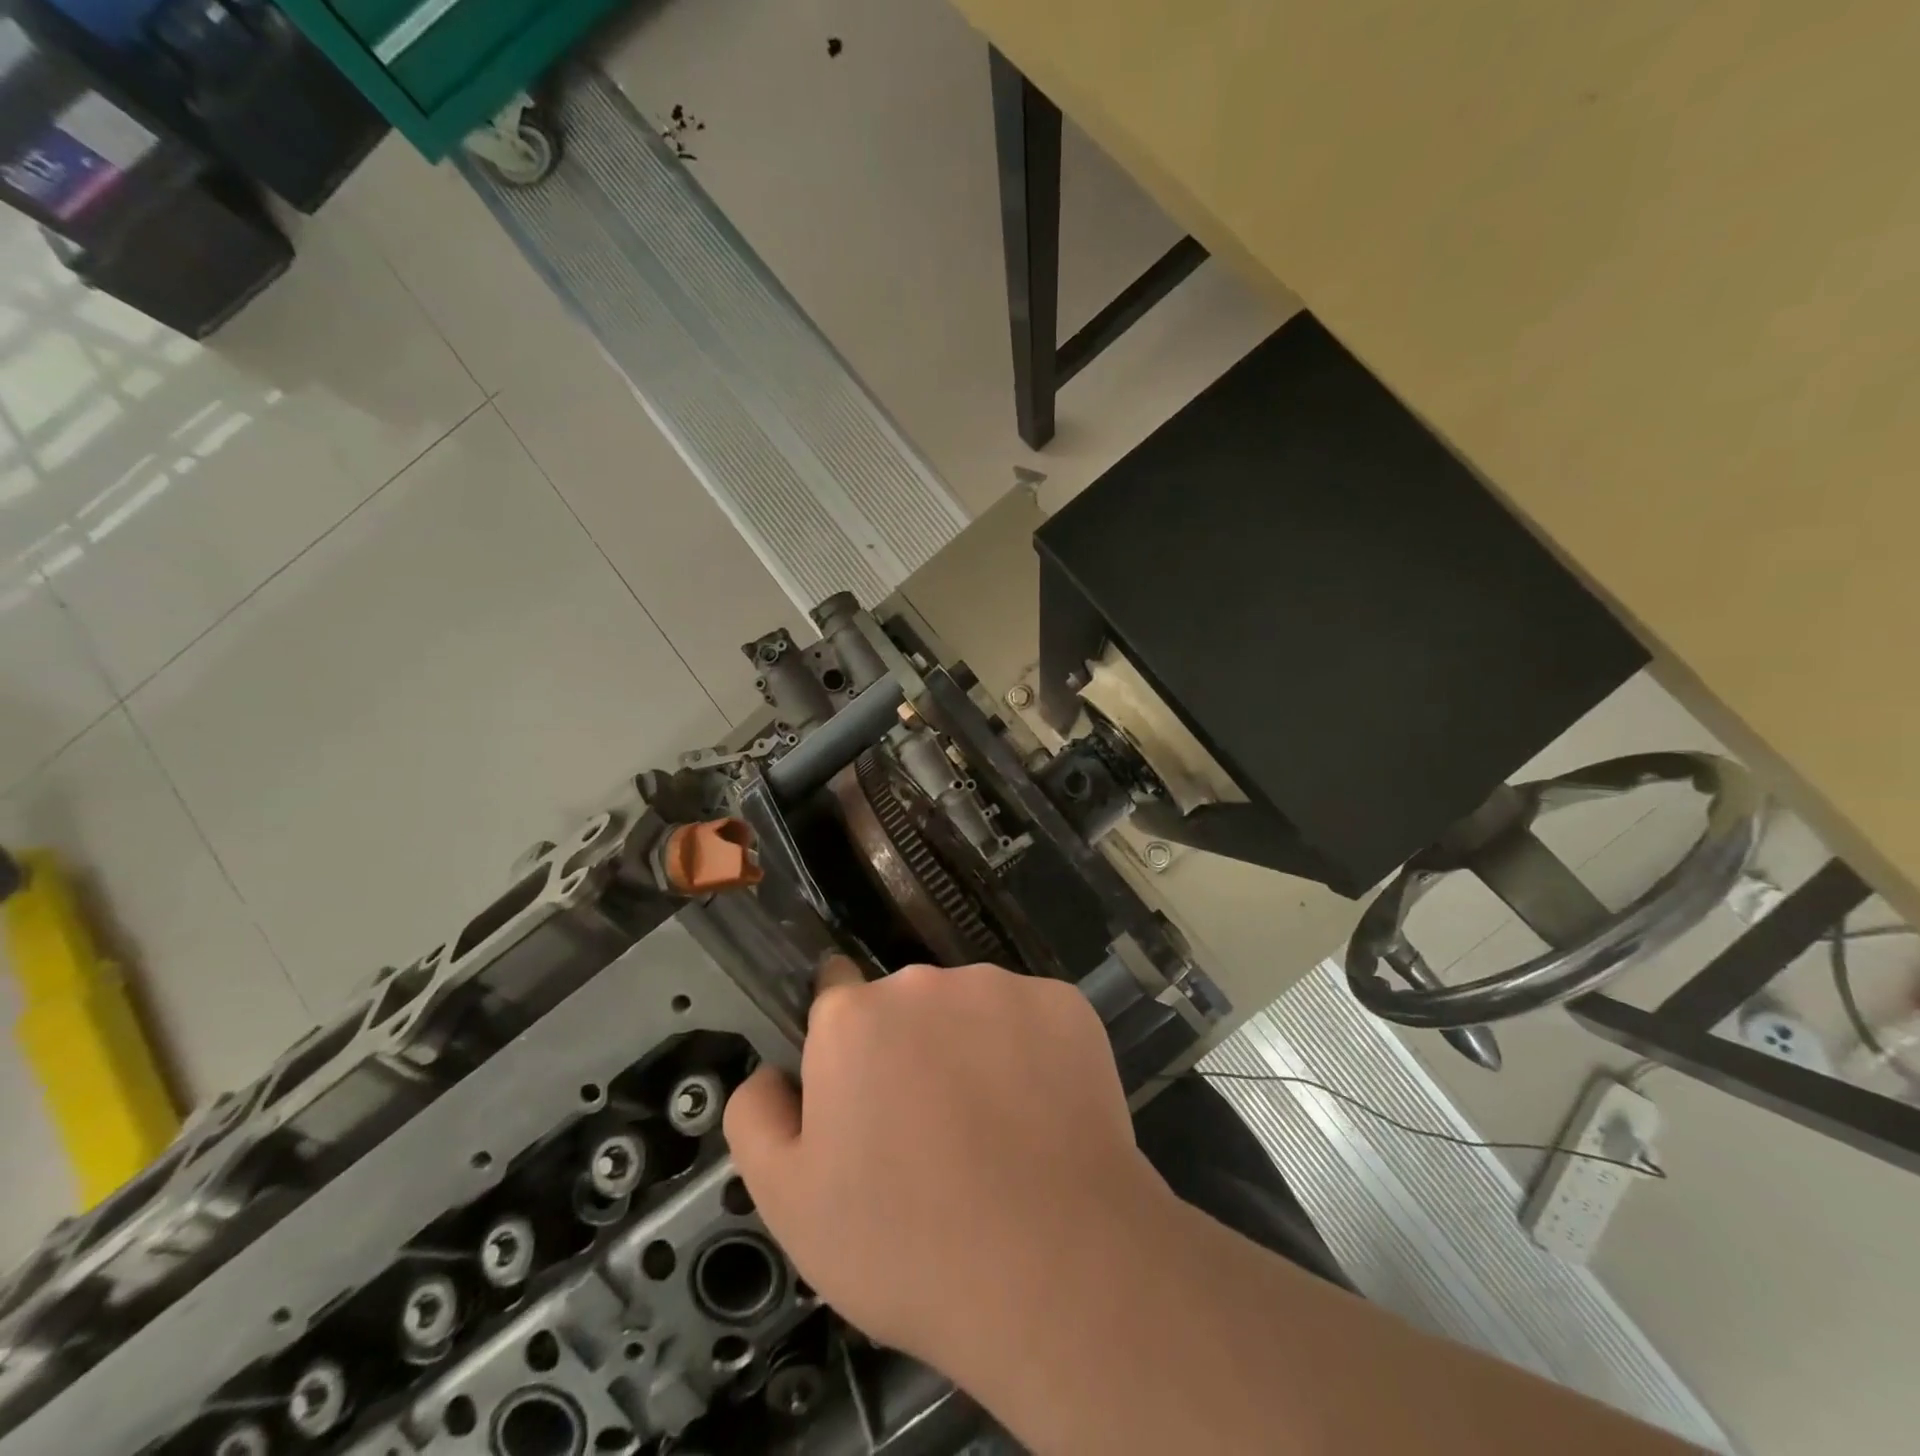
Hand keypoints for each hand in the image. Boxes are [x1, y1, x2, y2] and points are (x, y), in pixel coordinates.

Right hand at [722, 957, 1165, 1370]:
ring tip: (991, 1128)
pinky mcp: (1063, 1004)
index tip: (864, 1086)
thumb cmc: (907, 1244)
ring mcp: (1001, 987)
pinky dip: (1032, 1050)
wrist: (1054, 1270)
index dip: (845, 1040)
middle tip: (928, 1127)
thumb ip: (757, 1117)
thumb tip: (770, 1072)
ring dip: (971, 1045)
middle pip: (906, 1003)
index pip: (834, 992)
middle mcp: (923, 982)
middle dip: (908, 1046)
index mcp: (852, 1018)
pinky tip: (1042, 1113)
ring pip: (971, 1007)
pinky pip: (1031, 1018)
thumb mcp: (790, 1204)